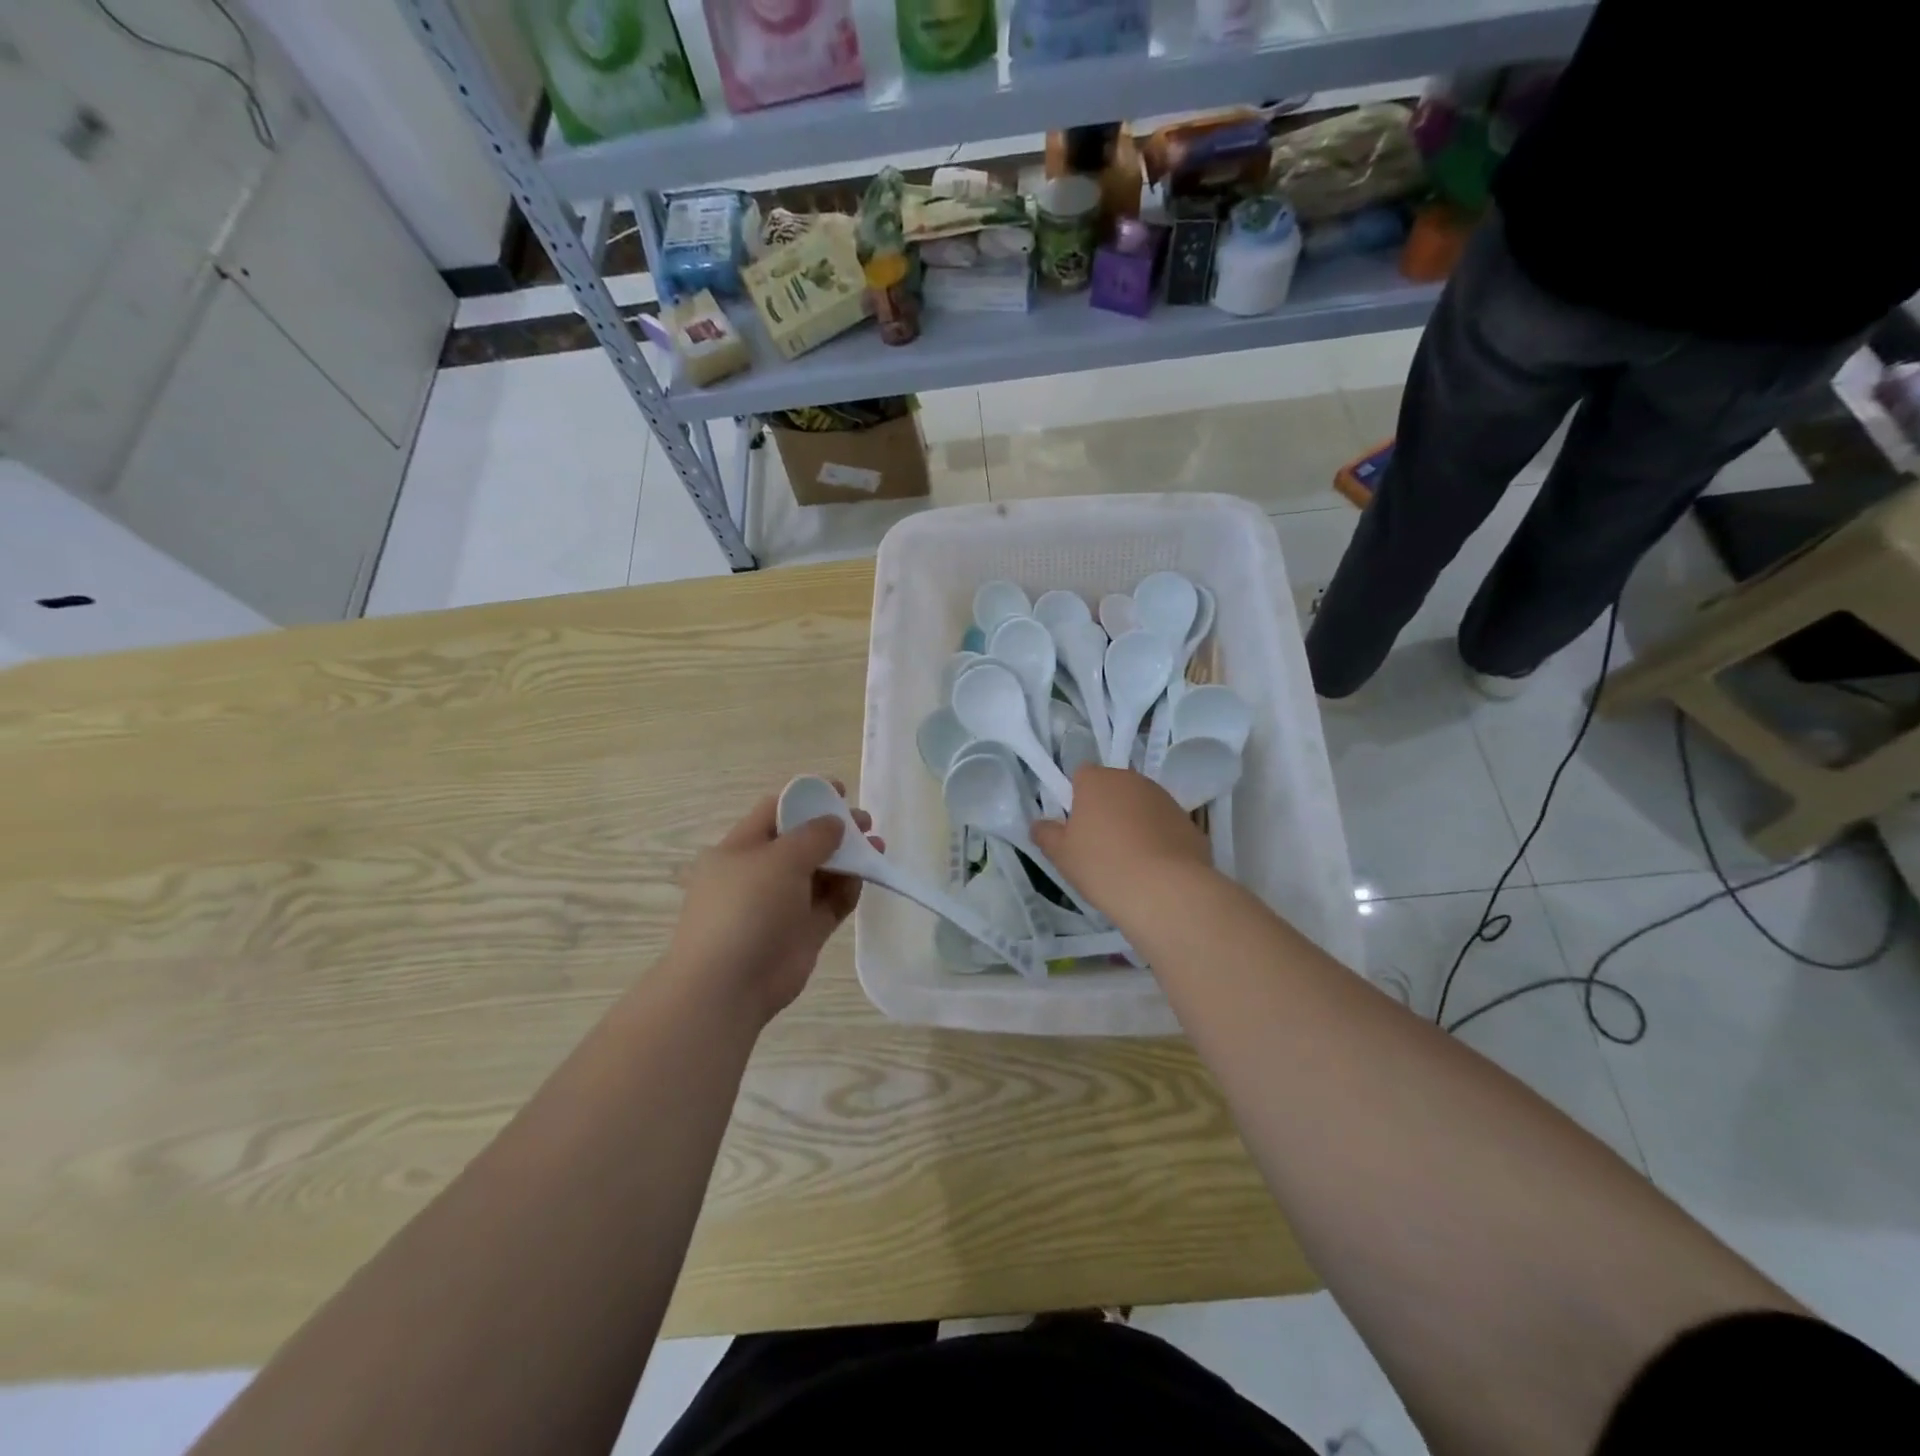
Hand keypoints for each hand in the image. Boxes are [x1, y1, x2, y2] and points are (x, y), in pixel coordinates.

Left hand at [665, 782, 879, 1024]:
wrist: (728, 986)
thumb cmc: (745, 909)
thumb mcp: (778, 859)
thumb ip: (812, 836)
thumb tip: (834, 823)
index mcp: (740, 849)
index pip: (775, 811)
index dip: (808, 798)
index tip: (841, 791)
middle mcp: (760, 873)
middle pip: (802, 841)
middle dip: (835, 829)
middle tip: (866, 823)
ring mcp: (782, 904)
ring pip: (821, 873)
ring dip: (848, 858)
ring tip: (877, 846)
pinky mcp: (802, 932)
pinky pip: (829, 903)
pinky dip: (848, 889)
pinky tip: (866, 877)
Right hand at [1030, 766, 1210, 916]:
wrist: (1166, 891)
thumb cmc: (1102, 866)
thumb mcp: (1061, 855)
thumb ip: (1046, 834)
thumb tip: (1039, 824)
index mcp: (1097, 780)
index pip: (1081, 775)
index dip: (1076, 798)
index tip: (1075, 827)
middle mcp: (1132, 780)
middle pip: (1113, 788)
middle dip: (1106, 809)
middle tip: (1098, 845)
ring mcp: (1165, 799)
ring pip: (1141, 806)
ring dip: (1133, 823)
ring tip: (1128, 861)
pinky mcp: (1189, 822)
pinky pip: (1164, 826)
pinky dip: (1158, 840)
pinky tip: (1153, 870)